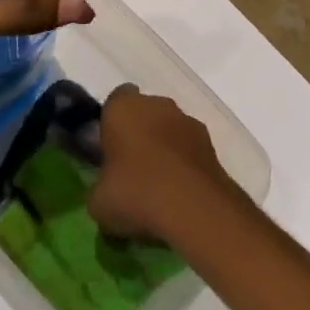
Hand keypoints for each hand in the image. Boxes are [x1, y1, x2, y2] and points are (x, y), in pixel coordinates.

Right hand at [88, 86, 242, 243]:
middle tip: (131, 170)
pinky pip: (189, 149)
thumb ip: (99, 188)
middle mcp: (157, 104)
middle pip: (144, 112)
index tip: (108, 150)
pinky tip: (179, 194)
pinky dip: (185, 164)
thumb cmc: (136, 193)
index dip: (111, 123)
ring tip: (158, 187)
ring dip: (164, 148)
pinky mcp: (211, 144)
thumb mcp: (98, 202)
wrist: (195, 208)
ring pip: (169, 129)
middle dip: (139, 134)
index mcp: (122, 107)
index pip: (114, 101)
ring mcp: (188, 121)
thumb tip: (105, 192)